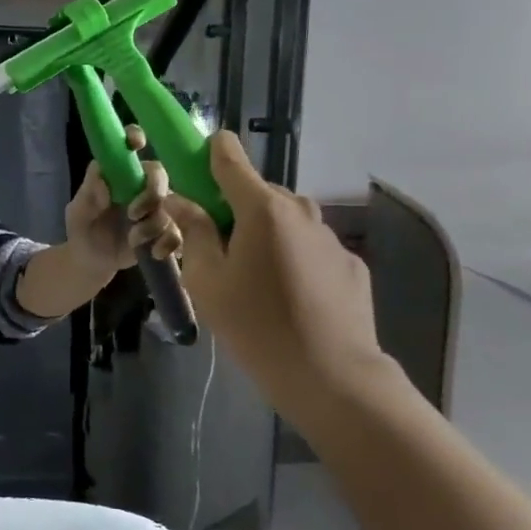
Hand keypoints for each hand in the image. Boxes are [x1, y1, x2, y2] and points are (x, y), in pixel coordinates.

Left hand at [64, 124, 182, 272]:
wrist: (93, 261)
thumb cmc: (83, 229)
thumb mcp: (77, 213)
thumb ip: (88, 196)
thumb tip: (103, 182)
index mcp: (117, 172)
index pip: (129, 144)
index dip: (135, 136)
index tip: (137, 144)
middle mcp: (139, 183)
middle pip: (158, 174)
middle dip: (152, 193)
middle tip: (134, 213)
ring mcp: (156, 206)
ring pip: (172, 204)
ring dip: (154, 224)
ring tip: (133, 239)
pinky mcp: (167, 228)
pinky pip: (179, 230)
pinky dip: (169, 242)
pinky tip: (153, 252)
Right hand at [161, 130, 388, 416]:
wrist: (331, 375)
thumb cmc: (255, 325)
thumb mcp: (206, 280)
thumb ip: (194, 231)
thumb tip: (181, 200)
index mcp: (261, 207)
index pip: (228, 154)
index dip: (206, 154)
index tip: (191, 175)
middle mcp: (299, 209)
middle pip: (256, 191)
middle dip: (232, 209)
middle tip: (217, 251)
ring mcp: (329, 235)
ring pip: (283, 220)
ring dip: (263, 235)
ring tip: (253, 282)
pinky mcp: (349, 262)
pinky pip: (308, 246)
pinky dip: (291, 258)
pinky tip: (287, 299)